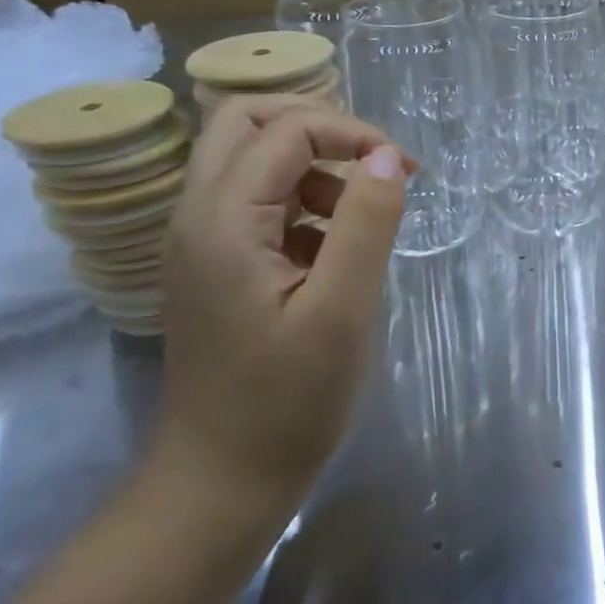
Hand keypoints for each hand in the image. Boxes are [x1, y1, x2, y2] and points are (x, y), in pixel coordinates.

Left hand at [152, 95, 407, 518]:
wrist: (220, 482)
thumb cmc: (288, 402)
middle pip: (245, 120)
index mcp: (223, 221)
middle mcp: (198, 215)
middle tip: (375, 164)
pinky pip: (258, 199)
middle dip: (321, 127)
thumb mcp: (343, 310)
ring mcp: (201, 240)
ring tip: (364, 215)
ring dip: (314, 165)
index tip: (406, 171)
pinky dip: (304, 201)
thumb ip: (367, 223)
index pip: (287, 130)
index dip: (353, 133)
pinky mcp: (215, 263)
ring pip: (251, 157)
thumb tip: (386, 156)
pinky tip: (338, 249)